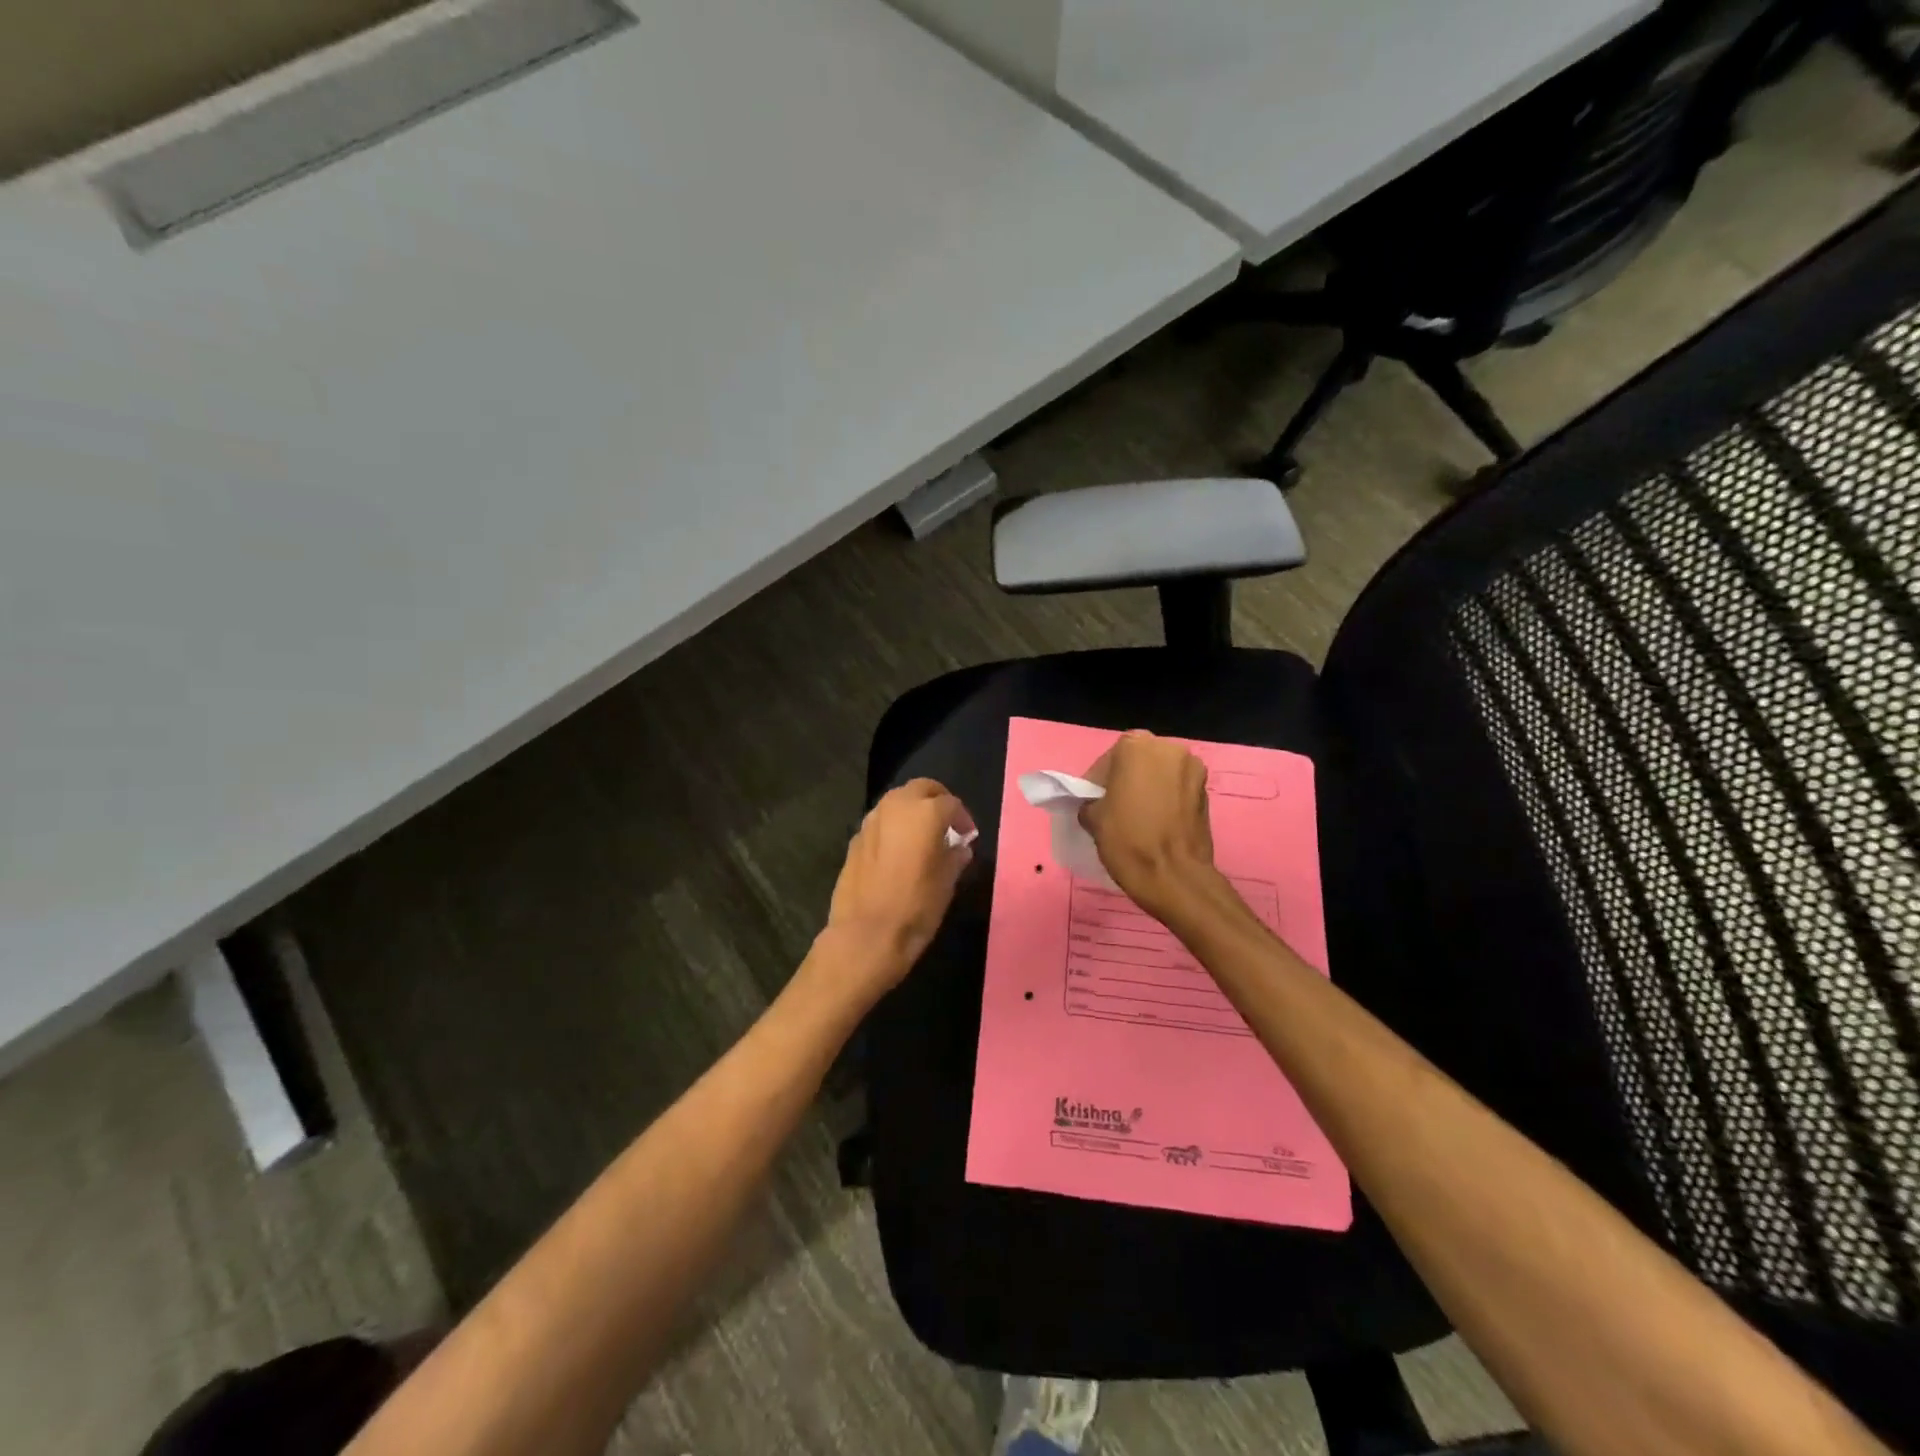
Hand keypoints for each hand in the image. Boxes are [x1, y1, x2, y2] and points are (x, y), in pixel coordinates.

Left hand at [821, 779, 974, 995]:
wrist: (866, 936)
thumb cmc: (916, 908)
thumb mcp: (947, 883)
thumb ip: (955, 857)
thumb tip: (959, 848)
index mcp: (924, 813)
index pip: (951, 804)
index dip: (963, 818)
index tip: (968, 836)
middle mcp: (895, 807)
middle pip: (921, 788)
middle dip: (937, 800)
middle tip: (947, 823)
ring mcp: (871, 821)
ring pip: (897, 801)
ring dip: (912, 810)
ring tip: (923, 836)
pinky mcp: (855, 839)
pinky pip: (880, 822)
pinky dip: (893, 827)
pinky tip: (899, 852)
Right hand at [1081, 731, 1217, 918]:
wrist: (1175, 877)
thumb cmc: (1128, 841)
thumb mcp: (1092, 818)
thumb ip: (1091, 800)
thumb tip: (1096, 803)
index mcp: (1136, 747)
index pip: (1108, 760)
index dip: (1097, 782)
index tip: (1093, 802)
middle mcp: (1169, 748)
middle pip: (1138, 761)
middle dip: (1125, 779)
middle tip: (1113, 806)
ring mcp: (1193, 769)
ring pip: (1160, 773)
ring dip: (1148, 787)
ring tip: (1137, 815)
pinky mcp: (1207, 792)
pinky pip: (1177, 788)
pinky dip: (1166, 798)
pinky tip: (1157, 822)